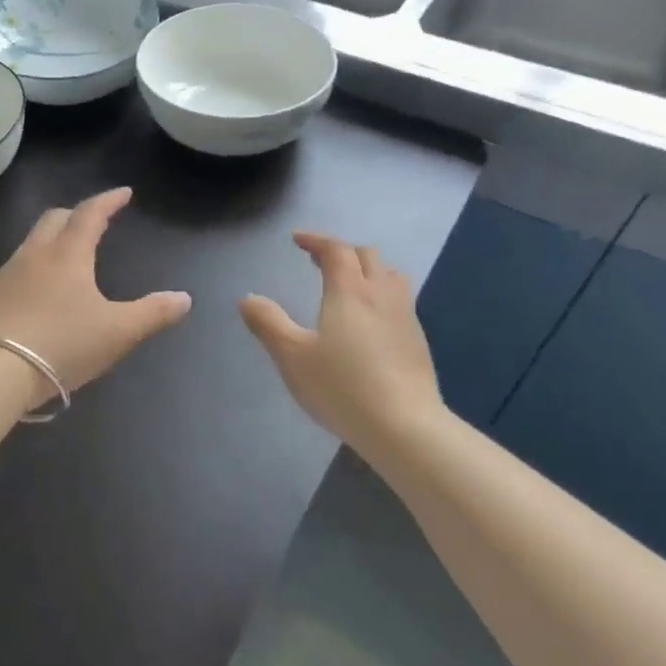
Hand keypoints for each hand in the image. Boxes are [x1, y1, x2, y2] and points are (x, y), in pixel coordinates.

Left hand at [0, 188, 191, 403]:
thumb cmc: (62, 344)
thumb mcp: (117, 332)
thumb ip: (152, 314)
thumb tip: (184, 298)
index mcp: (68, 255)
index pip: (90, 214)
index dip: (108, 201)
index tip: (123, 193)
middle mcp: (34, 255)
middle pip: (53, 219)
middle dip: (75, 214)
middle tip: (92, 222)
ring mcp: (4, 275)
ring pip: (30, 244)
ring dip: (50, 241)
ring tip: (64, 259)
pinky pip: (12, 272)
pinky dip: (30, 271)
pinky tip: (34, 296)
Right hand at [240, 232, 444, 447]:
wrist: (404, 426)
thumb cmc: (341, 387)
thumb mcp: (292, 356)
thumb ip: (268, 323)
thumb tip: (248, 298)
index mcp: (349, 291)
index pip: (336, 250)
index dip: (316, 240)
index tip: (297, 239)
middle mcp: (382, 295)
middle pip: (367, 256)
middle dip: (341, 251)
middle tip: (318, 261)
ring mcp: (405, 317)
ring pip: (390, 275)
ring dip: (367, 269)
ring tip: (348, 284)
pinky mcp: (418, 340)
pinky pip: (400, 300)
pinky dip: (381, 294)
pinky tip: (370, 320)